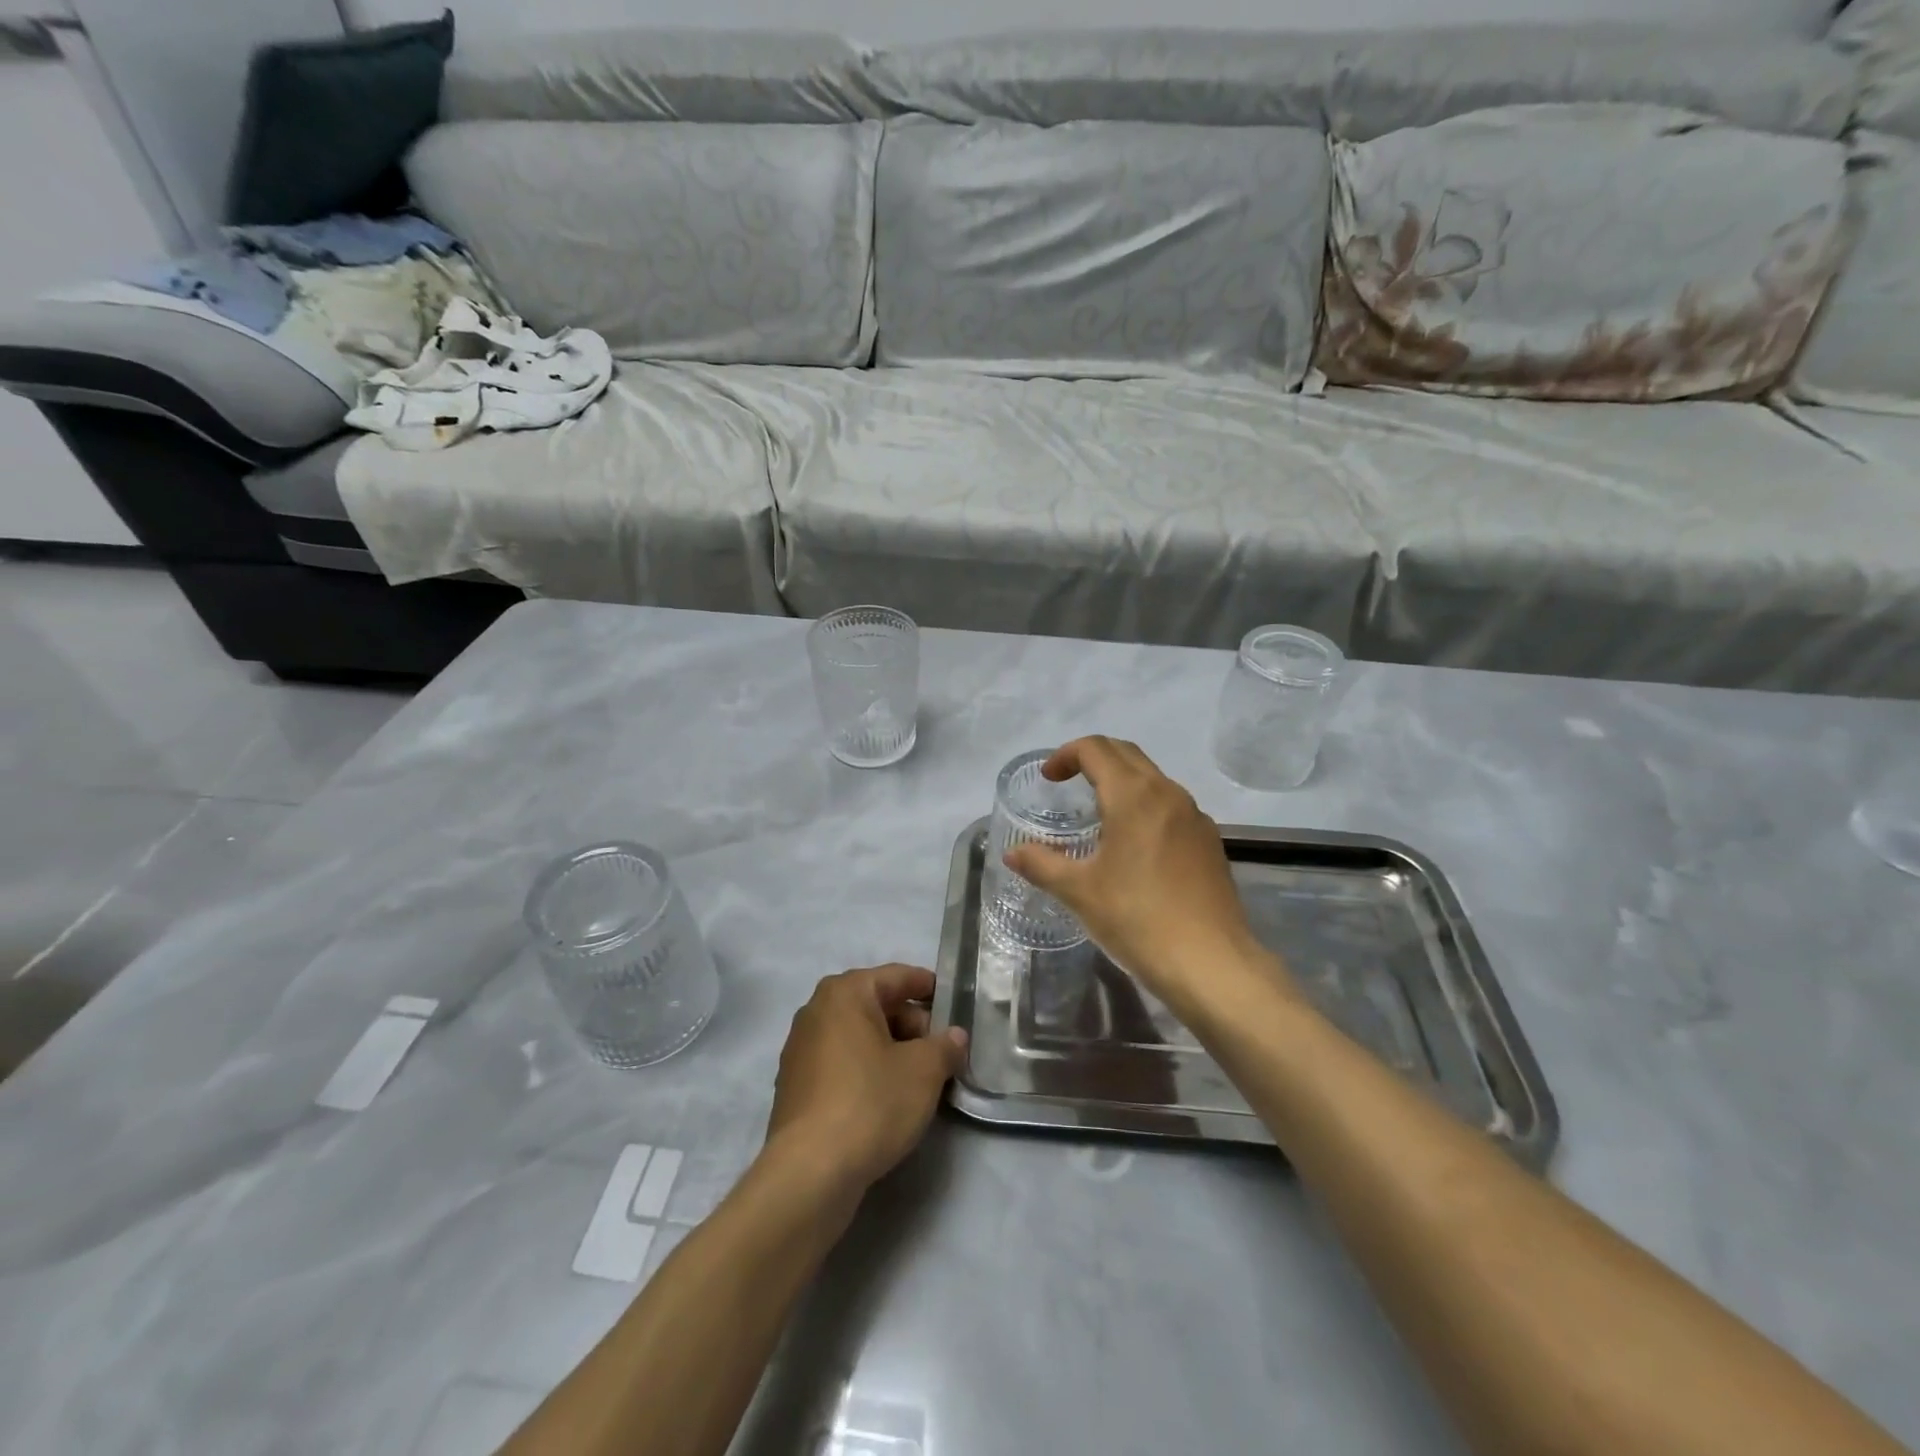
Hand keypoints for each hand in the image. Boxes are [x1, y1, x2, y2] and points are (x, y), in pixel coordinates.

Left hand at [765, 964, 967, 1195]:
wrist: (810, 1172)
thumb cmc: (871, 1102)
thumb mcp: (924, 1071)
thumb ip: (945, 1046)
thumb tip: (955, 1036)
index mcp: (846, 992)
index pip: (897, 976)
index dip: (929, 988)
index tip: (954, 1004)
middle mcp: (817, 1010)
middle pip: (876, 1005)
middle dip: (912, 1025)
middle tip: (942, 1051)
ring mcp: (800, 1048)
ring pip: (859, 1036)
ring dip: (891, 1050)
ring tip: (920, 1078)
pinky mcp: (795, 1085)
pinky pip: (841, 1063)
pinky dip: (866, 1070)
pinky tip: (887, 1098)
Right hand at [1003, 737, 1284, 1009]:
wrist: (1211, 963)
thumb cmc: (1137, 919)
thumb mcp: (1079, 891)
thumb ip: (1041, 864)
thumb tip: (1012, 853)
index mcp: (1134, 796)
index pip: (1096, 749)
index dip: (1066, 755)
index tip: (1048, 778)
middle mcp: (1168, 793)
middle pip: (1126, 754)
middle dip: (1093, 758)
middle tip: (1067, 782)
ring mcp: (1195, 817)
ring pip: (1153, 779)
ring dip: (1121, 781)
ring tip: (1098, 814)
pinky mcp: (1209, 842)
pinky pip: (1171, 806)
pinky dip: (1145, 806)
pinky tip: (1134, 846)